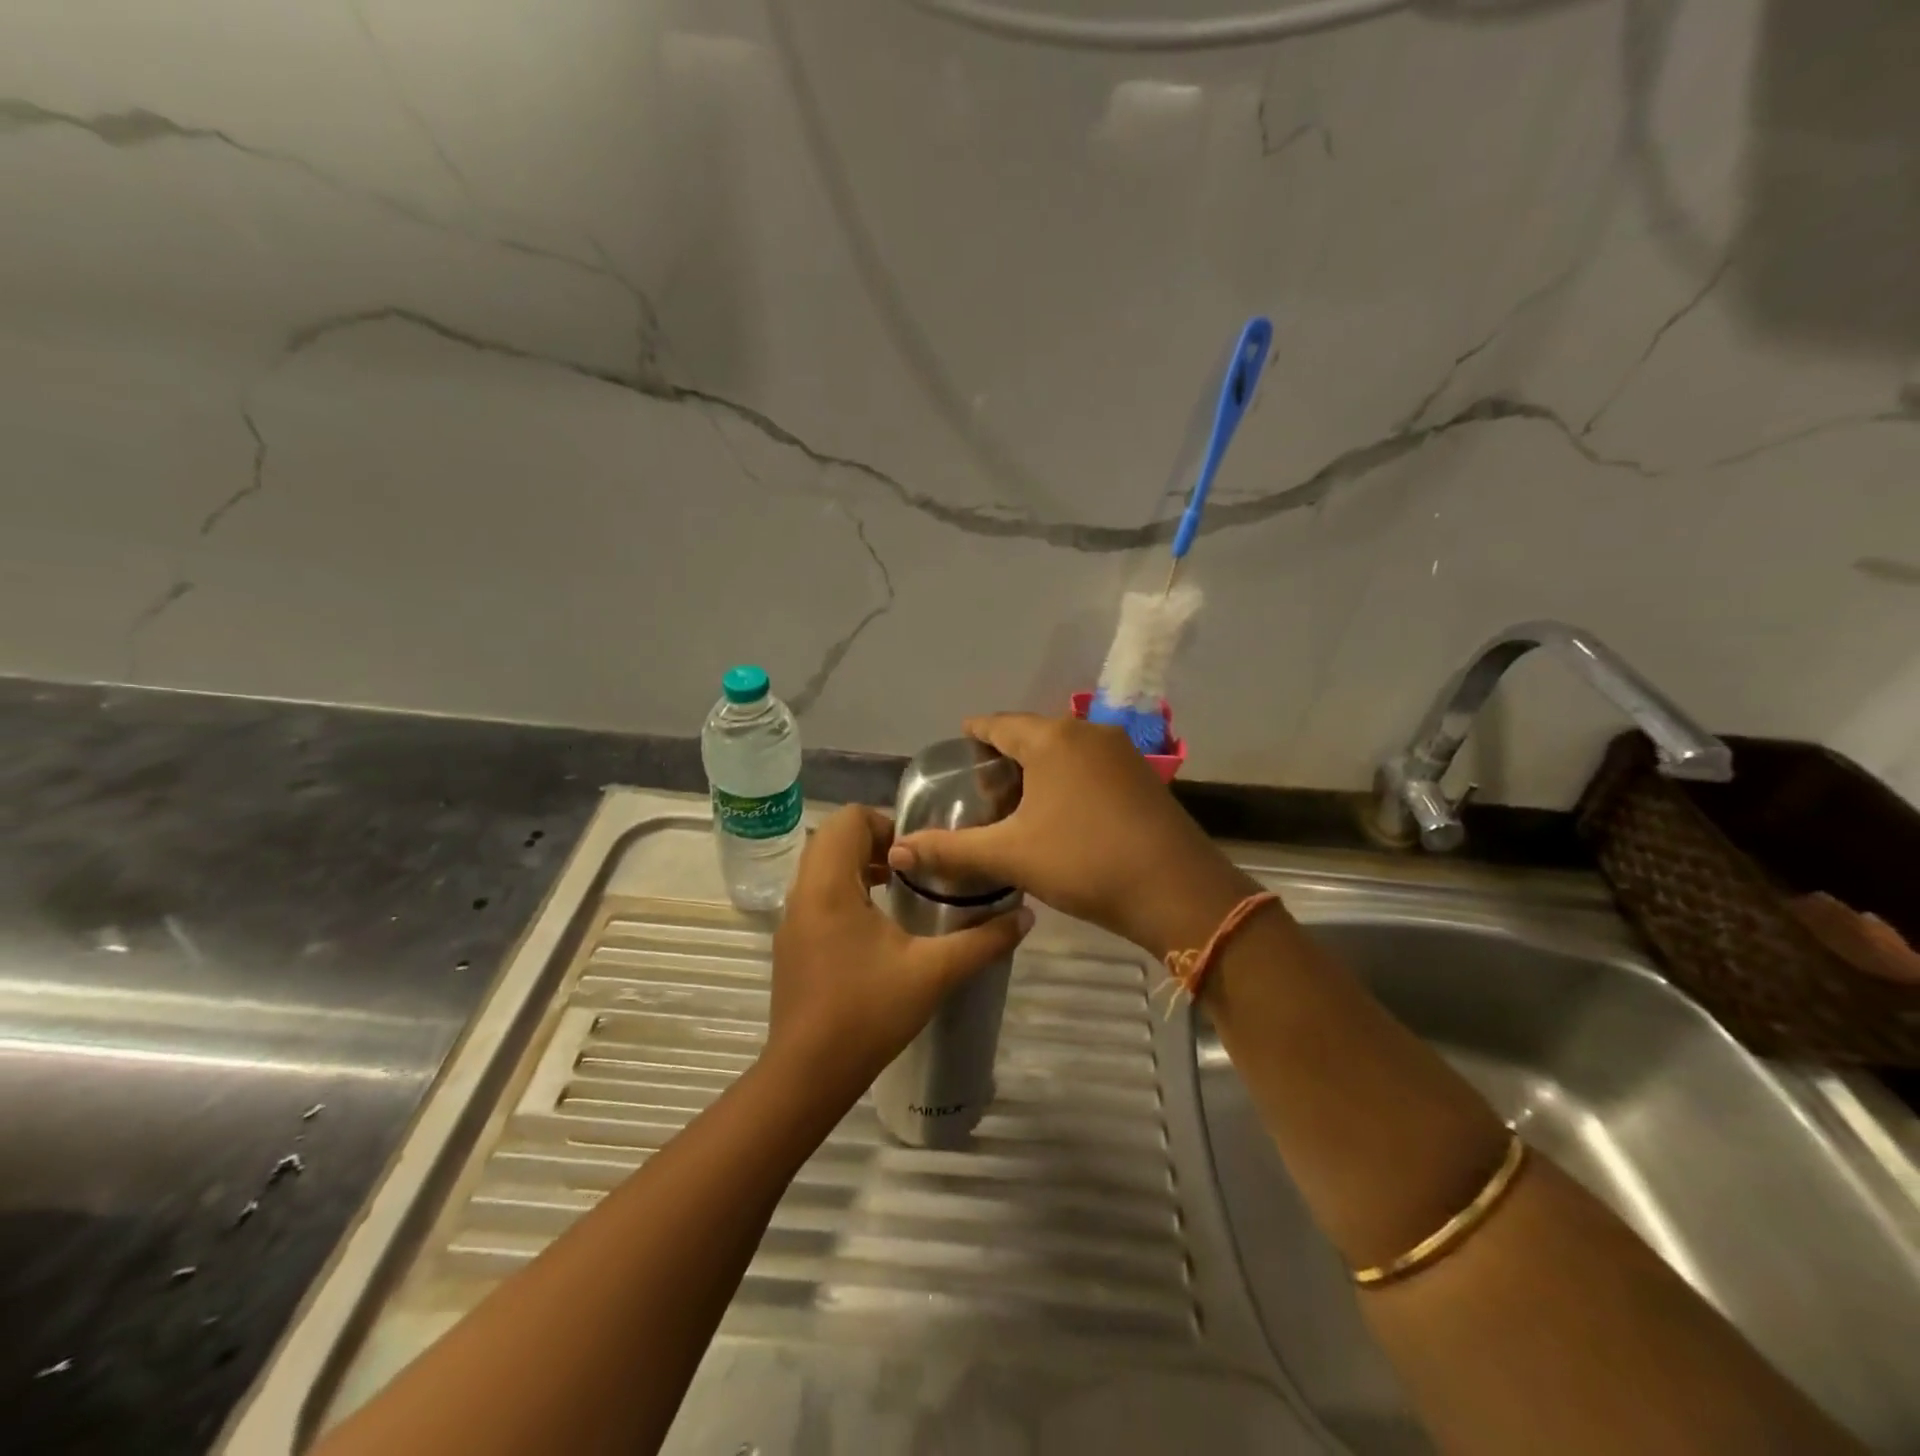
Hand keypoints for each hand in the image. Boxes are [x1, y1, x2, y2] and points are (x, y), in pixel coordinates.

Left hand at [764, 805, 1031, 1109]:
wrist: (807, 1075)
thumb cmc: (868, 1014)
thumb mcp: (934, 973)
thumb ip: (983, 941)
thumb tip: (1026, 916)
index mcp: (830, 885)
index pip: (849, 819)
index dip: (888, 824)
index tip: (921, 854)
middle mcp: (803, 892)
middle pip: (834, 837)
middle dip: (877, 842)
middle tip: (917, 869)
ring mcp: (792, 918)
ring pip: (823, 865)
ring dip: (861, 865)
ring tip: (902, 891)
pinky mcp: (792, 942)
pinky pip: (817, 893)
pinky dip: (846, 889)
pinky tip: (879, 927)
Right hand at [887, 714, 1256, 957]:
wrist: (1177, 891)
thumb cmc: (1085, 861)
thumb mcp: (1010, 856)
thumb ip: (950, 850)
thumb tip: (897, 852)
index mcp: (1052, 739)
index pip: (1000, 724)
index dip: (976, 733)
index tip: (959, 745)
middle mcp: (1087, 732)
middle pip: (1034, 734)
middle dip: (1006, 754)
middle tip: (980, 785)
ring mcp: (1122, 753)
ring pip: (1066, 750)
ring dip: (1039, 767)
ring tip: (1016, 800)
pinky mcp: (1143, 777)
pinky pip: (1091, 766)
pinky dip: (1068, 779)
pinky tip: (1061, 811)